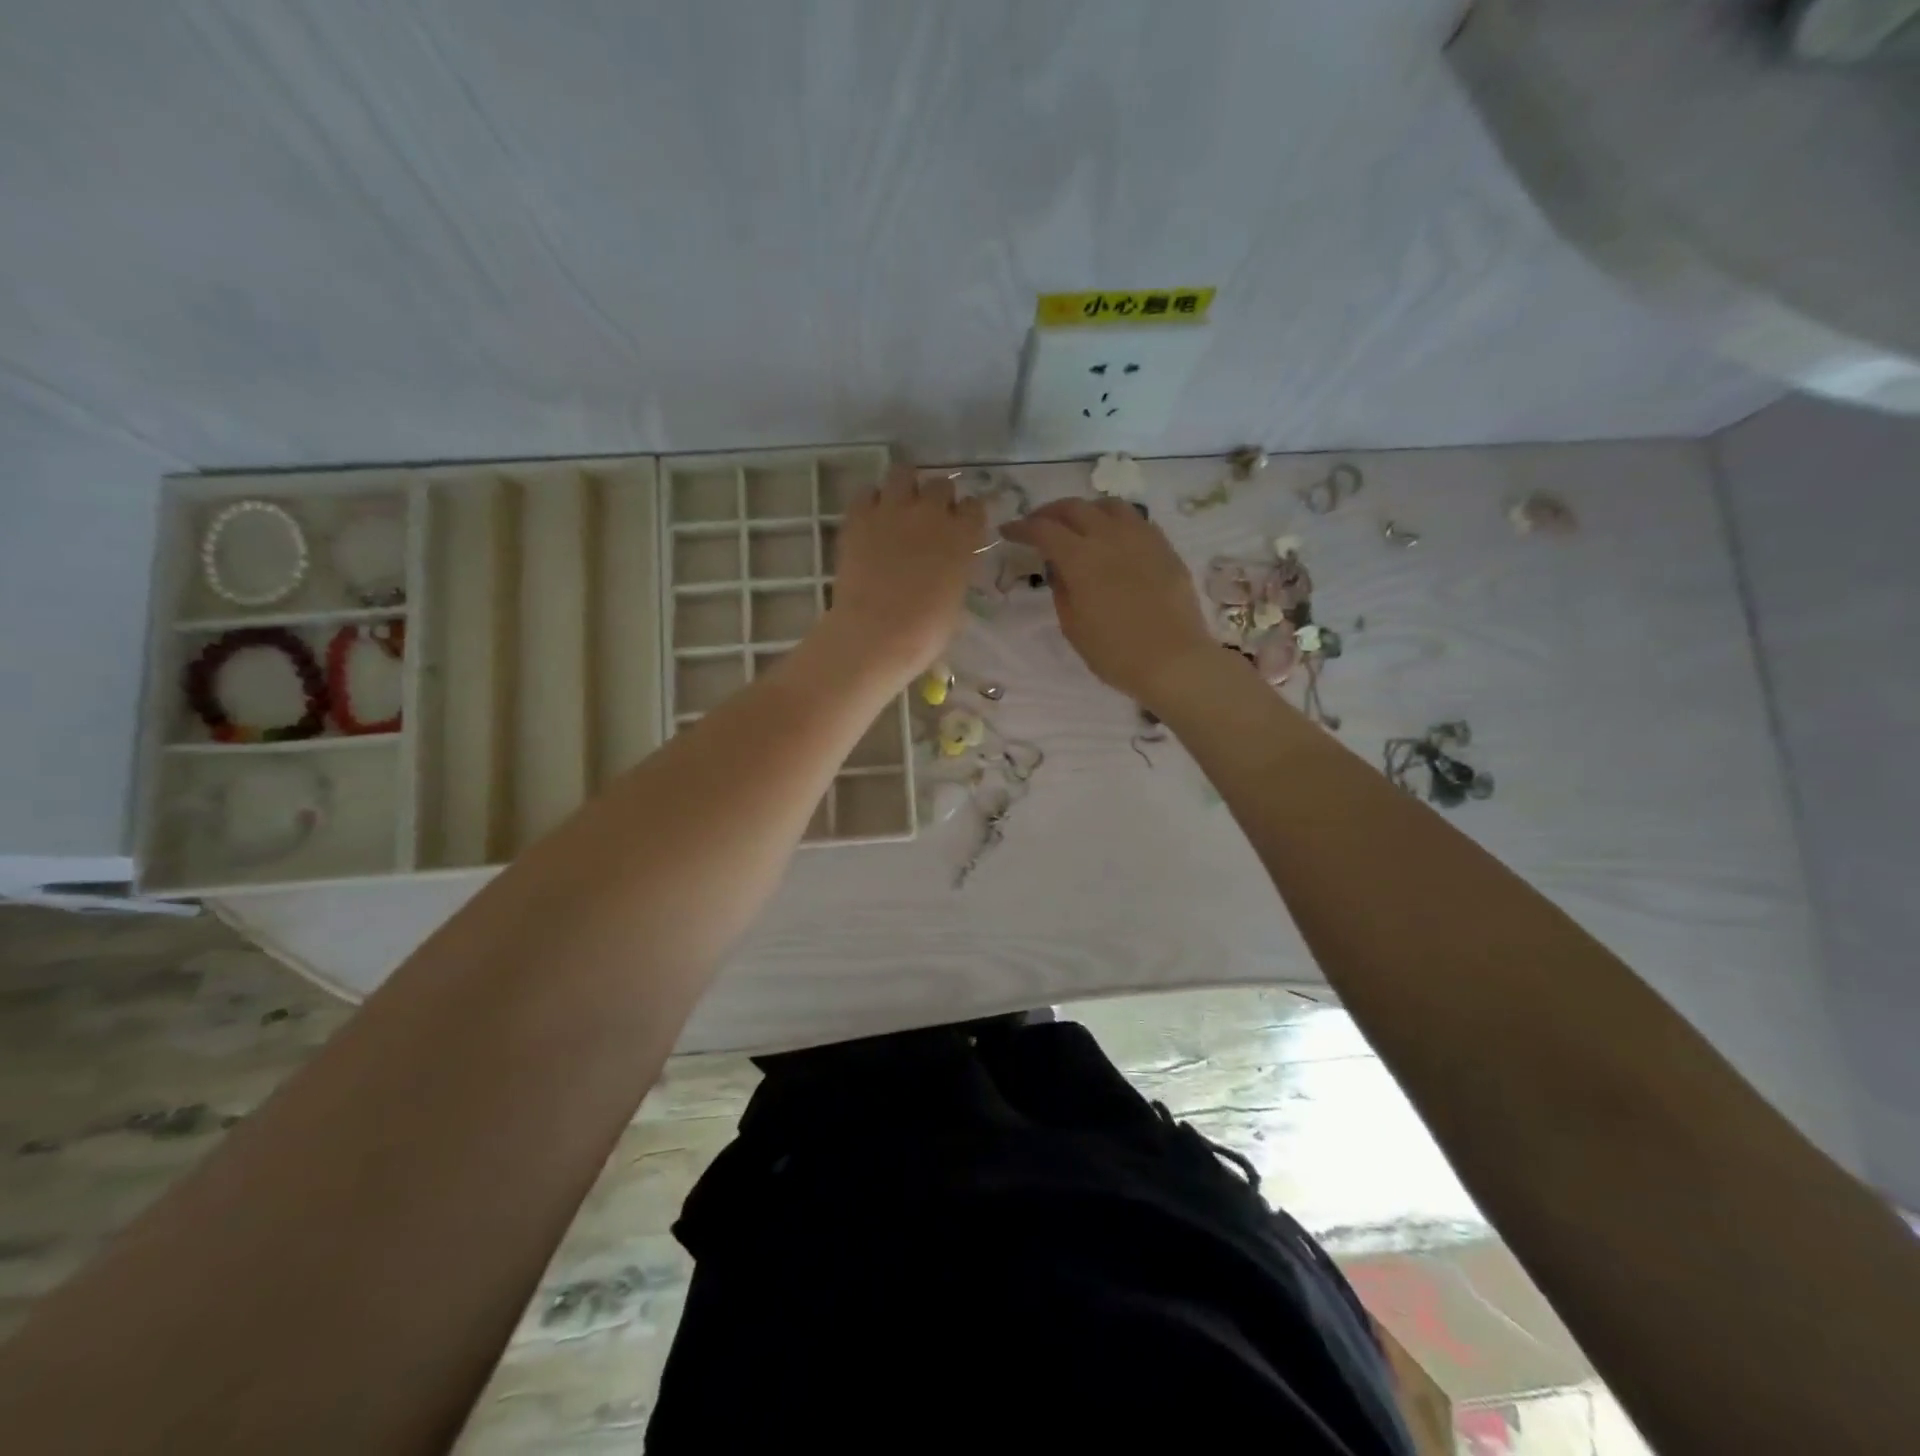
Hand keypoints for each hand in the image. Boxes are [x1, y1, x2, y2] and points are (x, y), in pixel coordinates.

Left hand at [822, 464, 985, 683]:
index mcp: (963, 537)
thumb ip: (955, 572)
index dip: (966, 517)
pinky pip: (867, 492)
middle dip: (937, 499)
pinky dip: (871, 501)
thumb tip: (946, 567)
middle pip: (940, 485)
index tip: (960, 528)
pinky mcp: (859, 517)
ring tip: (898, 507)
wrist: (876, 634)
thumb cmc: (925, 632)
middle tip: (928, 520)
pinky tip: (871, 519)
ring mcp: (893, 510)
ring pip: (903, 473)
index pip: (974, 507)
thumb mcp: (955, 601)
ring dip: (904, 487)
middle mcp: (932, 513)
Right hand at [1002, 498, 1216, 708]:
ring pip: (1108, 506)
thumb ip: (1061, 590)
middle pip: (1074, 508)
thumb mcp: (1073, 627)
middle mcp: (1109, 537)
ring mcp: (1141, 538)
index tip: (1008, 531)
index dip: (1021, 527)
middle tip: (1038, 525)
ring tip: (1078, 525)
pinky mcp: (1164, 547)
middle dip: (1049, 512)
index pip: (1043, 529)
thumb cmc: (1116, 653)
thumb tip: (1059, 568)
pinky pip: (1135, 521)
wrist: (1174, 661)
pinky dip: (1115, 522)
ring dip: (1085, 510)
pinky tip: (1113, 539)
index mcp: (1081, 558)